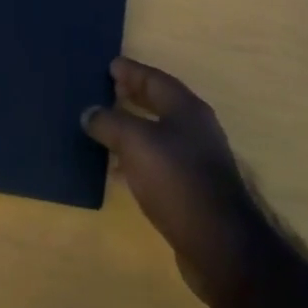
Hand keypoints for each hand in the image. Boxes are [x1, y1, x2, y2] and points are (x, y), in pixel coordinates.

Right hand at [82, 58, 272, 307]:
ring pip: (158, 133)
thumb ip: (110, 123)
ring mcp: (196, 159)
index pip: (155, 79)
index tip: (110, 65)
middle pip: (160, 103)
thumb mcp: (137, 143)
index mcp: (186, 109)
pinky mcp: (191, 188)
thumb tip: (89, 112)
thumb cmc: (177, 179)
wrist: (218, 242)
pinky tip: (118, 169)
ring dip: (133, 127)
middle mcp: (195, 129)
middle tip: (107, 89)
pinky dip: (137, 157)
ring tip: (105, 126)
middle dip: (134, 95)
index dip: (132, 71)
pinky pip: (158, 161)